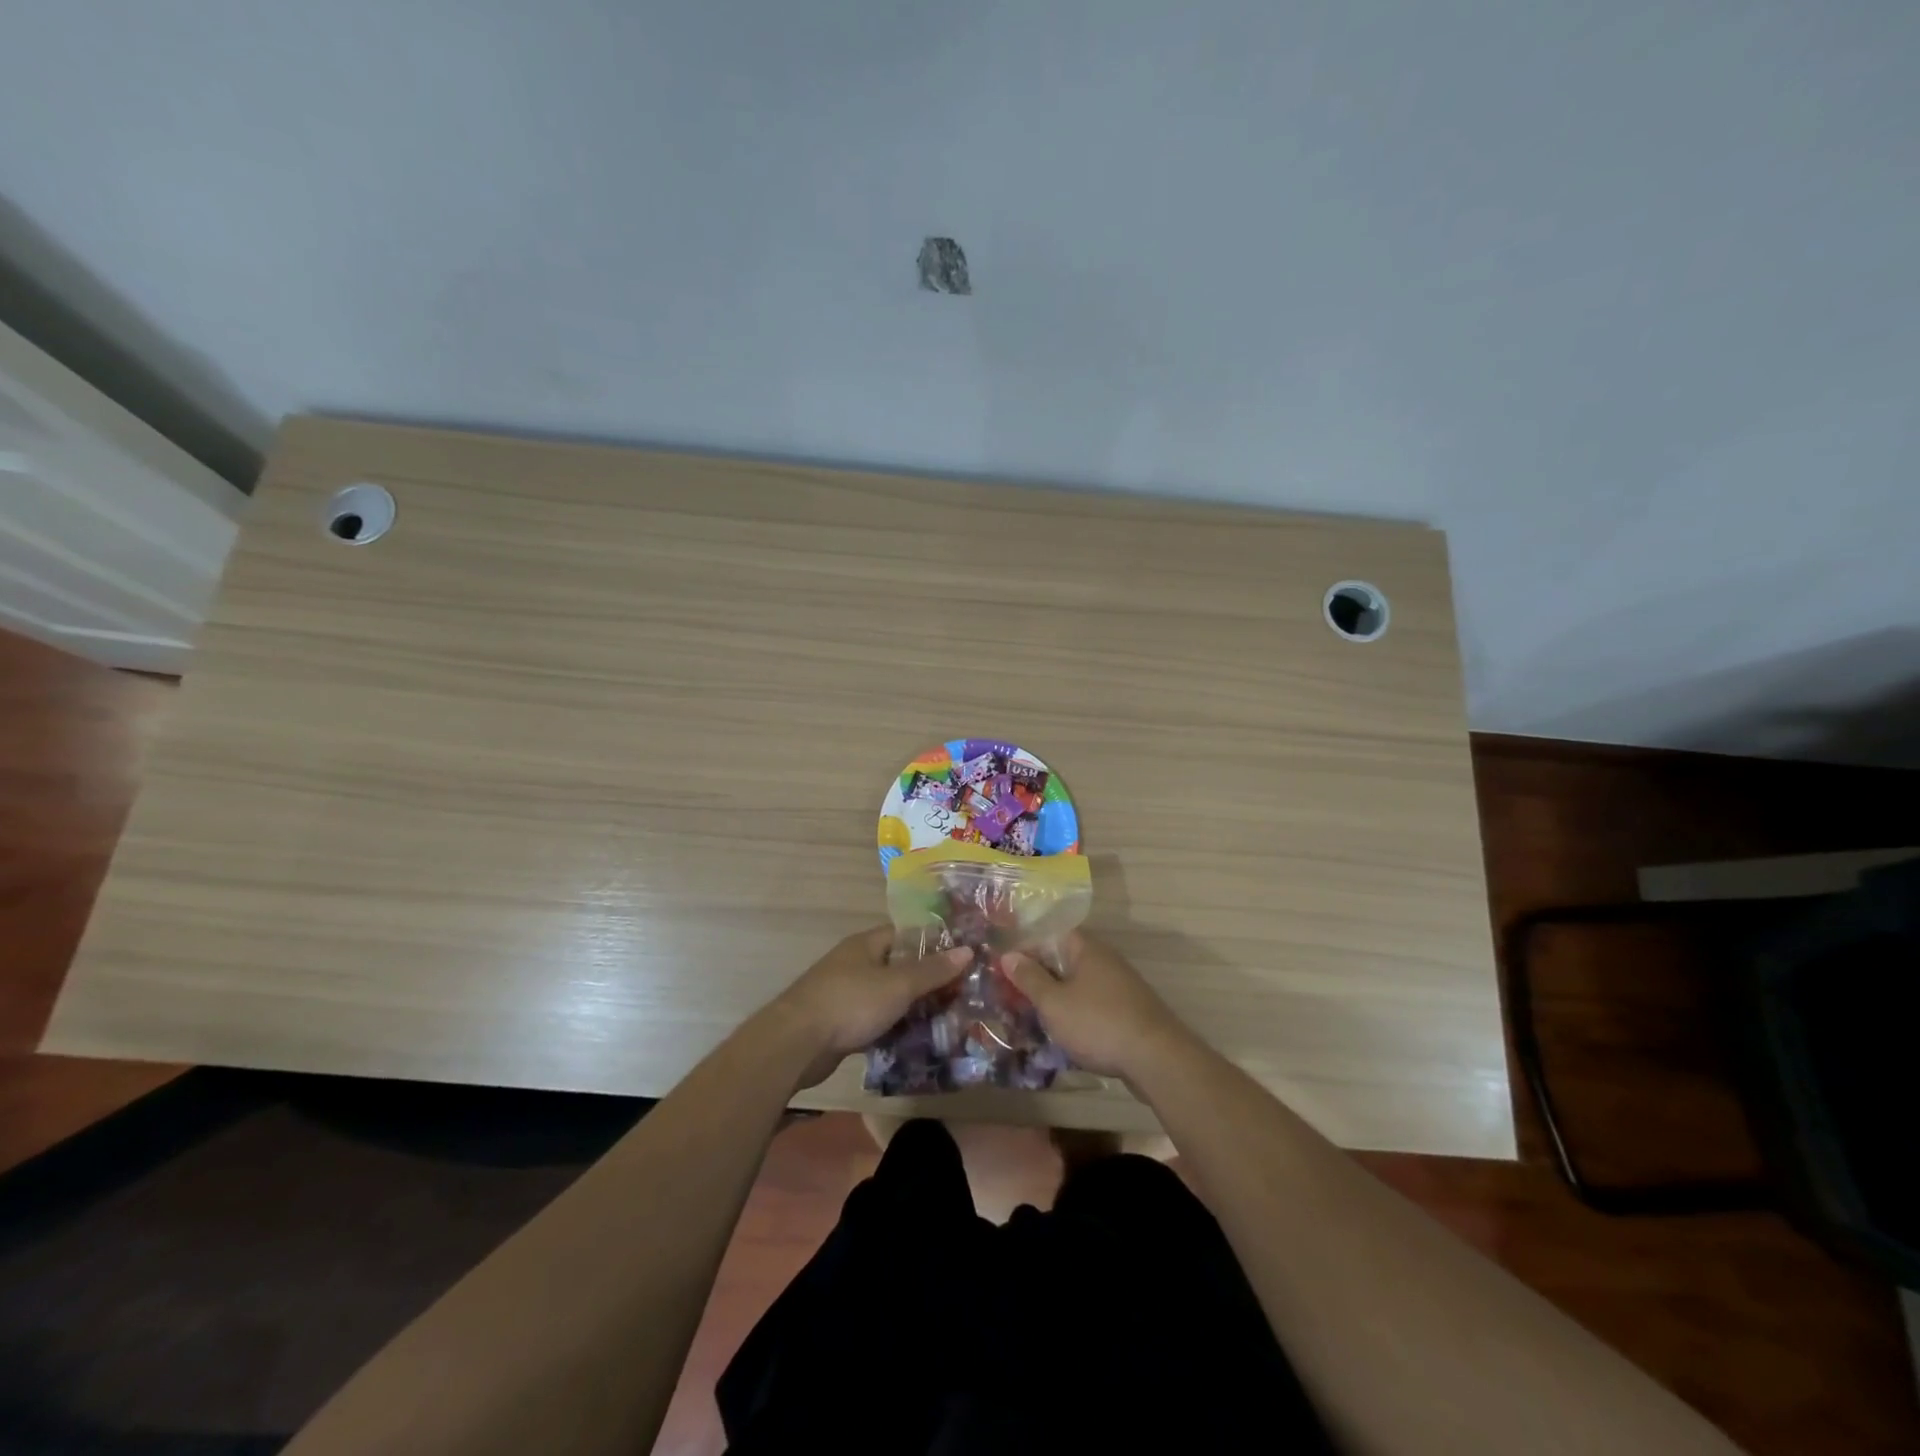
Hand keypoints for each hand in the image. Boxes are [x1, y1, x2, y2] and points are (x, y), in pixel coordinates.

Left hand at [775, 926, 970, 1088]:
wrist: (796, 1044)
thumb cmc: (850, 1003)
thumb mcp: (898, 985)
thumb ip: (932, 970)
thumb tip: (966, 950)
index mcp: (865, 945)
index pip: (904, 934)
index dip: (932, 943)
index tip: (960, 957)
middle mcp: (854, 964)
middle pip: (897, 967)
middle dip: (926, 980)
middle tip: (960, 994)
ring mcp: (844, 995)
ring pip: (886, 997)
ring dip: (911, 1008)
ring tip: (946, 1020)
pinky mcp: (839, 1025)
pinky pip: (874, 1022)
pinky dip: (892, 1029)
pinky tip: (915, 1043)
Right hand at [1004, 931, 1185, 1080]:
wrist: (1157, 1059)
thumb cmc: (1098, 1024)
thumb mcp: (1054, 1003)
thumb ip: (1030, 978)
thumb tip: (1008, 955)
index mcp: (1086, 949)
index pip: (1050, 934)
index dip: (1025, 947)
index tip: (1003, 966)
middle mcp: (1104, 960)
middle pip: (1063, 958)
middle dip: (1037, 974)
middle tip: (1011, 993)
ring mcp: (1119, 986)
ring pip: (1077, 983)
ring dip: (1055, 995)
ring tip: (1030, 1014)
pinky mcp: (1127, 1011)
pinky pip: (1092, 1003)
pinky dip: (1074, 1012)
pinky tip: (1062, 1031)